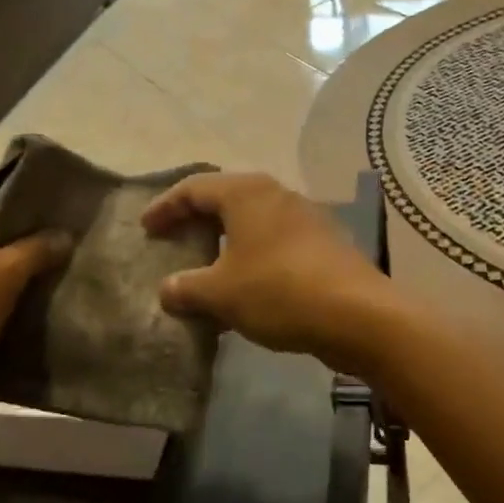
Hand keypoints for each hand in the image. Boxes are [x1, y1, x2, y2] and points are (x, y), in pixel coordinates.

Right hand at [142, 172, 397, 371]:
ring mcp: (304, 217)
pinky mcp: (322, 243)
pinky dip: (250, 256)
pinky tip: (244, 286)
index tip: (145, 228)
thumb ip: (187, 287)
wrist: (357, 314)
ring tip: (205, 265)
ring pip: (251, 222)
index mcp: (246, 193)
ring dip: (224, 241)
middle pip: (224, 199)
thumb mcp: (221, 293)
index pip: (193, 188)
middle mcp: (275, 194)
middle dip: (196, 219)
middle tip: (173, 239)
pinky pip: (273, 241)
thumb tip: (167, 289)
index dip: (165, 207)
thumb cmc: (278, 290)